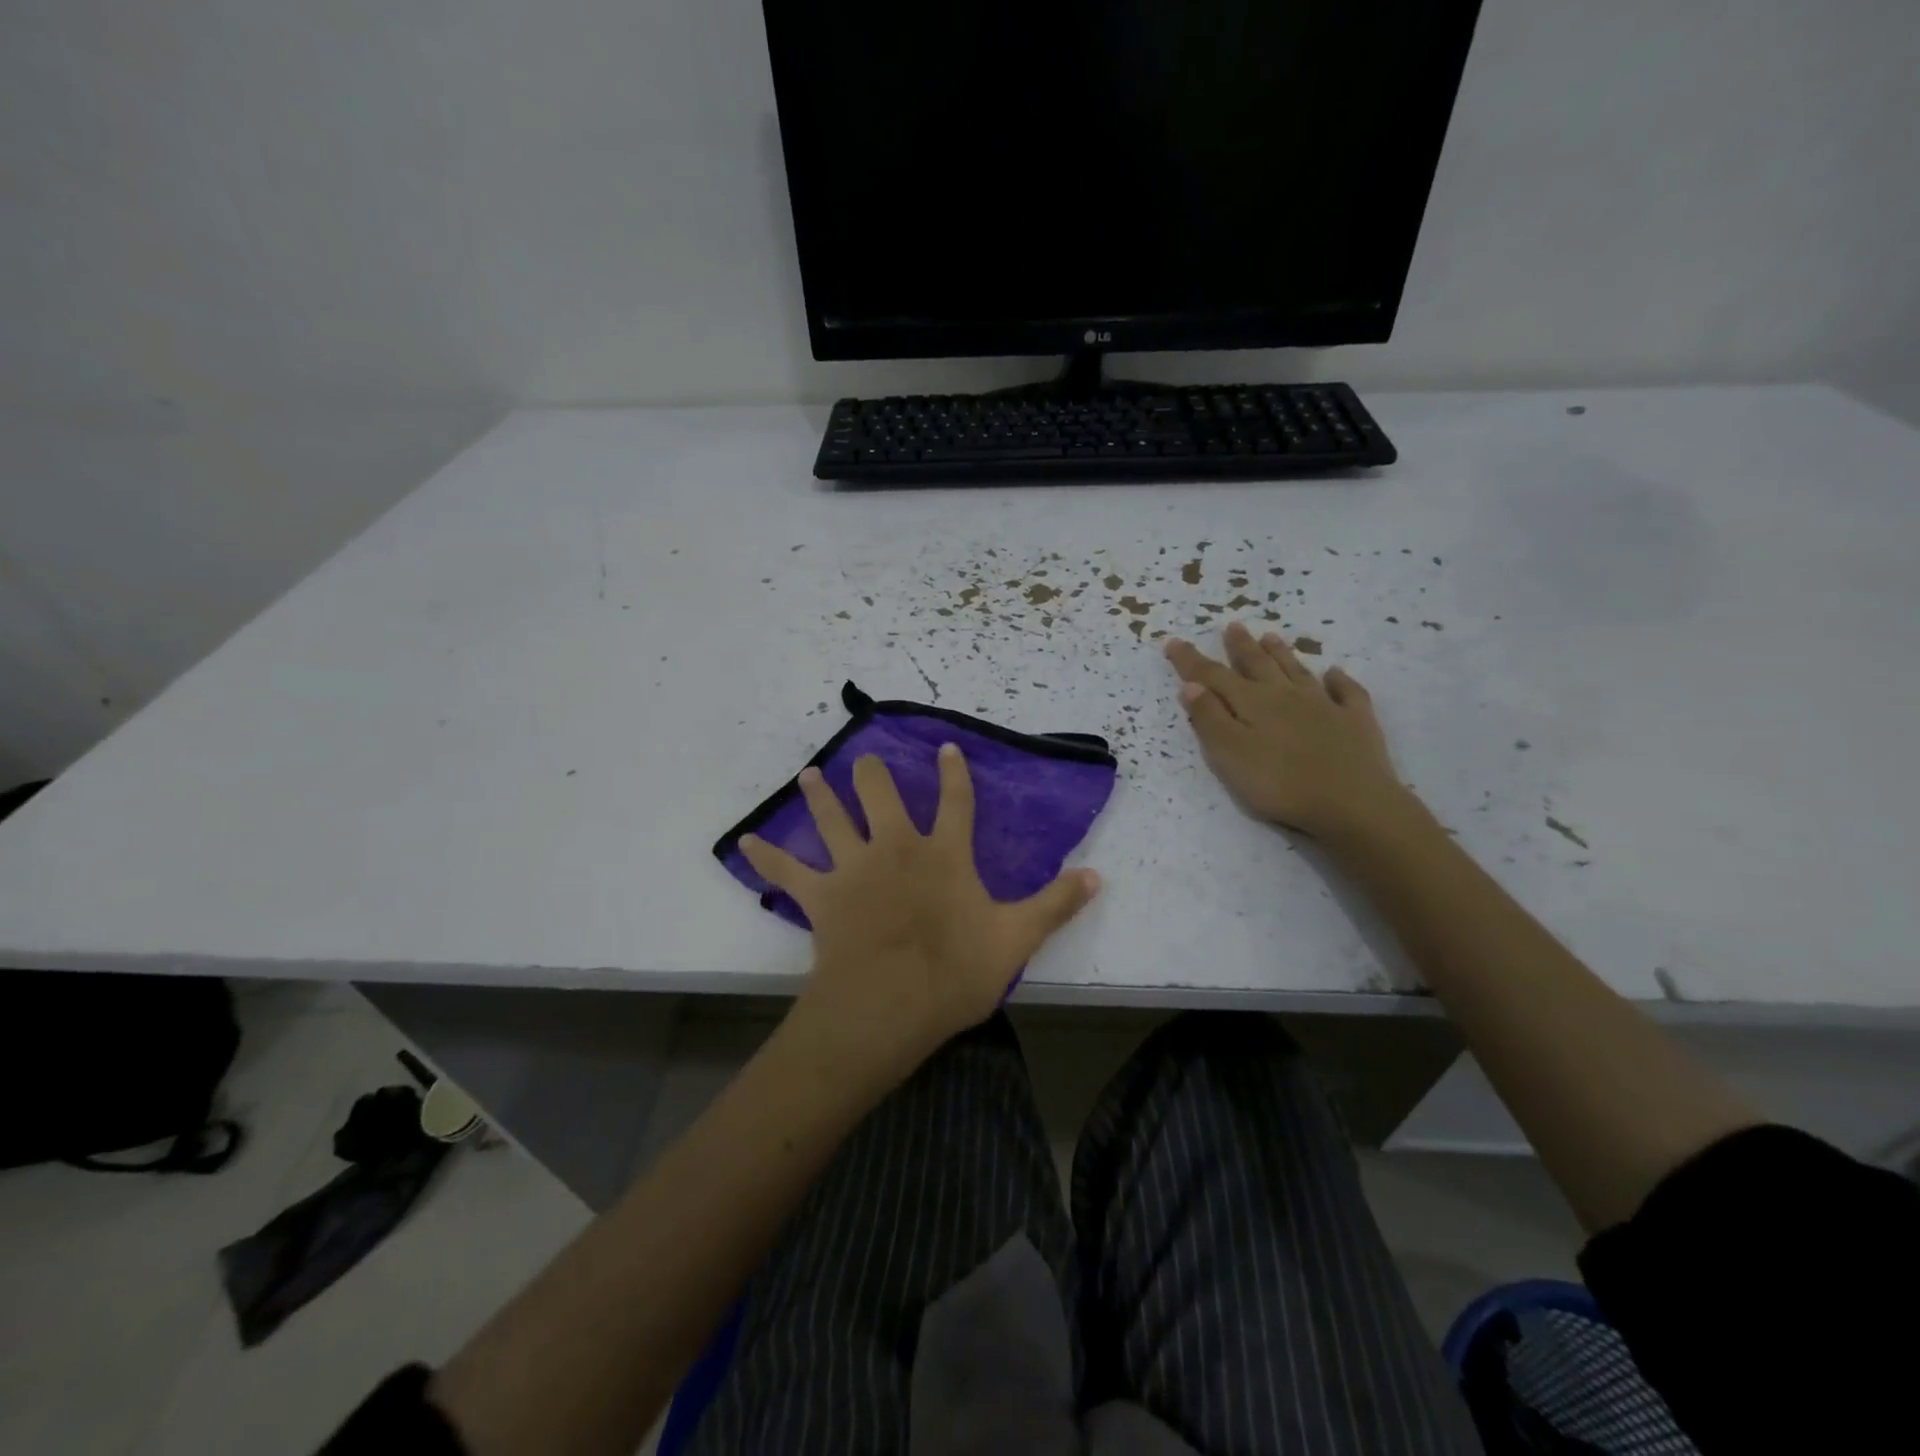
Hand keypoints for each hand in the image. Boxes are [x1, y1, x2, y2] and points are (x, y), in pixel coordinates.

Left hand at [740, 747, 1099, 1086]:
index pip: (956, 802)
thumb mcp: (1016, 938)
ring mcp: (853, 867)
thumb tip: (1099, 875)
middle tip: (865, 758)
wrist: (888, 1005)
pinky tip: (744, 842)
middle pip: (881, 795)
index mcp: (943, 853)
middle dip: (873, 774)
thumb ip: (1056, 903)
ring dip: (819, 795)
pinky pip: (787, 870)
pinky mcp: (820, 896)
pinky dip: (766, 856)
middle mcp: (896, 847)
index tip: (946, 748)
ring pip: (832, 818)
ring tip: (809, 775)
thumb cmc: (954, 971)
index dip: (953, 774)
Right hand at [1165, 621, 1408, 842]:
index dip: (1191, 660)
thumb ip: (1209, 719)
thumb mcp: (1230, 754)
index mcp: (1252, 703)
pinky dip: (1340, 681)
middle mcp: (1286, 696)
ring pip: (1298, 671)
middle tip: (1233, 626)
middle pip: (1258, 665)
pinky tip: (1336, 674)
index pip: (1213, 676)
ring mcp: (1324, 705)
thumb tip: (1190, 685)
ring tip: (1271, 636)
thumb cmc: (1280, 783)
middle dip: (1241, 646)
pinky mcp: (1355, 722)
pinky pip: (1347, 693)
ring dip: (1282, 654)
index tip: (1173, 641)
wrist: (1352, 803)